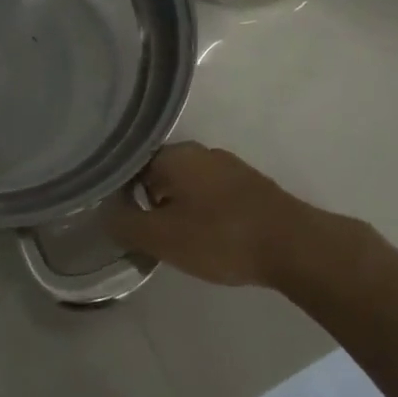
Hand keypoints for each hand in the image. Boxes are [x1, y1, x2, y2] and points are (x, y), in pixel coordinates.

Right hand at [106, 142, 317, 287]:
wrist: (293, 245)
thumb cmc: (220, 237)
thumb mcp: (162, 238)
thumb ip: (126, 224)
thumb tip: (103, 212)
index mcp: (174, 155)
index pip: (131, 167)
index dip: (121, 195)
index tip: (122, 222)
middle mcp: (199, 151)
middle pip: (159, 174)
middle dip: (150, 204)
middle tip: (149, 237)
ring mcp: (228, 165)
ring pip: (187, 184)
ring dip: (178, 209)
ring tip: (179, 241)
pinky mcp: (249, 184)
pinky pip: (211, 193)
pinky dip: (203, 212)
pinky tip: (209, 237)